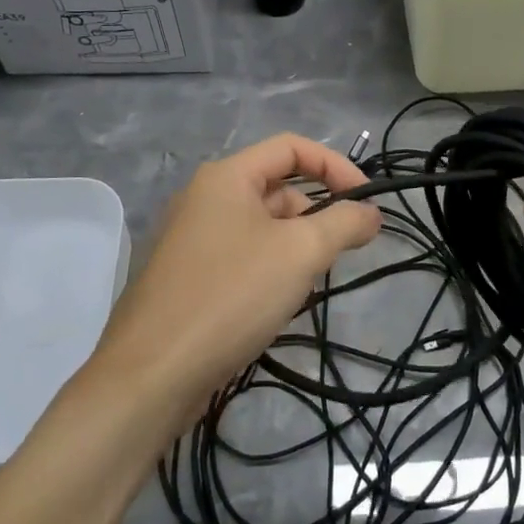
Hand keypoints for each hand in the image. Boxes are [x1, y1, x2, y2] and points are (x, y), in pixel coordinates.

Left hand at [90, 133, 380, 420]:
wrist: (152, 375)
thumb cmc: (231, 296)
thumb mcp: (300, 253)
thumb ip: (344, 223)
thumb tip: (371, 213)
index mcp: (225, 177)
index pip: (292, 148)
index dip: (336, 166)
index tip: (366, 203)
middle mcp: (204, 198)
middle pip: (277, 188)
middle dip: (316, 215)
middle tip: (338, 254)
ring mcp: (191, 239)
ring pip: (262, 227)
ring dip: (294, 246)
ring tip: (306, 285)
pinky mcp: (188, 276)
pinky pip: (242, 256)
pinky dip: (270, 268)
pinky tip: (276, 305)